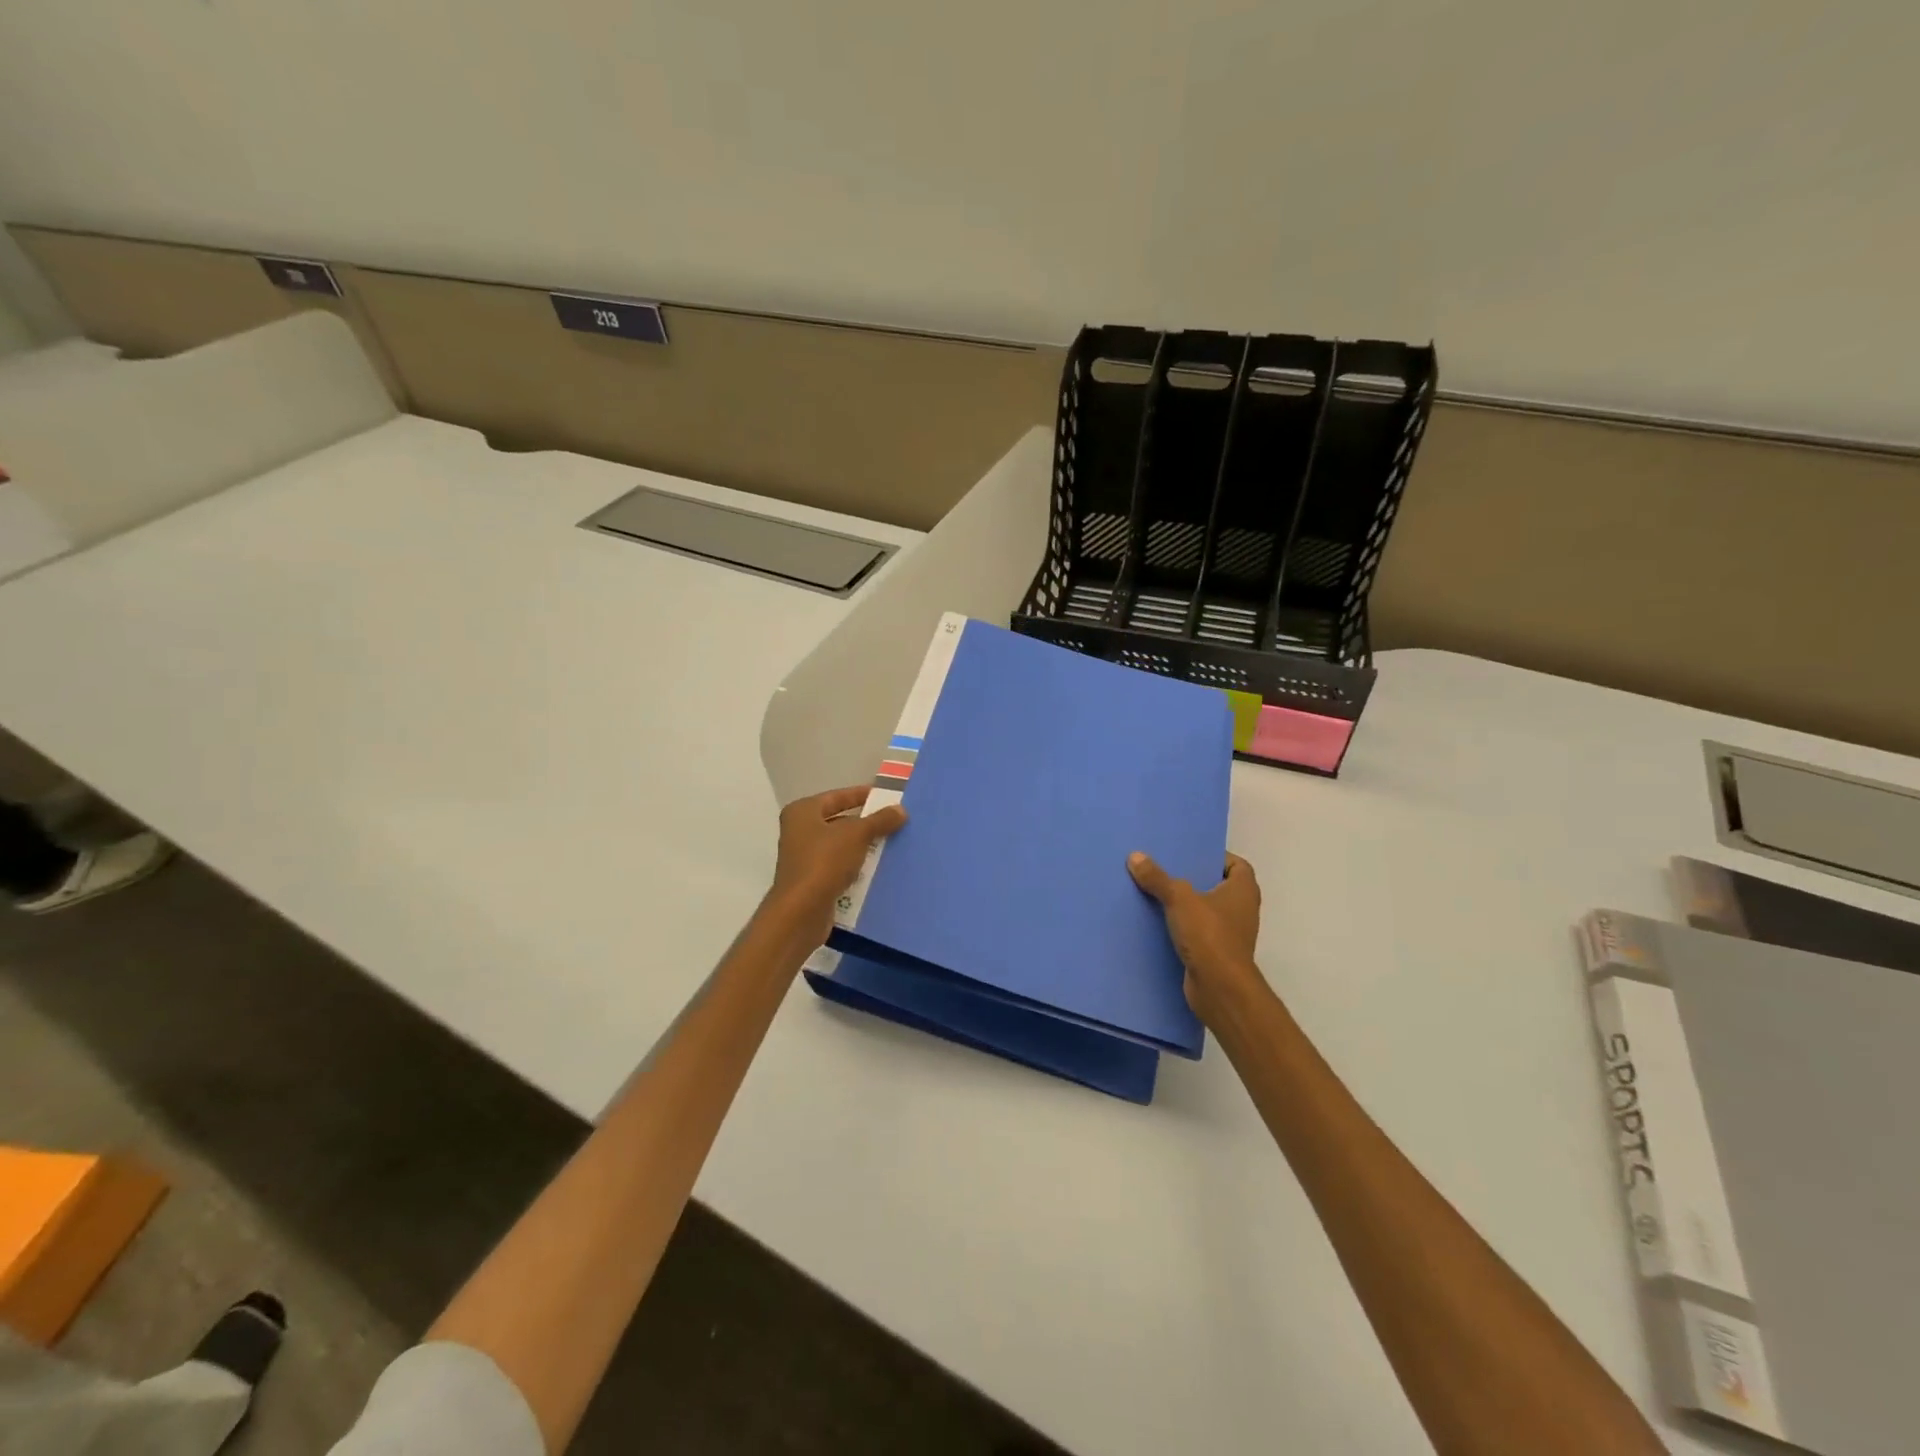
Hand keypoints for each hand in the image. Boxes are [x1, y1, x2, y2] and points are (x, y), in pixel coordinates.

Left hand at [765, 787, 907, 943]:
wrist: (801, 913)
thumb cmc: (824, 862)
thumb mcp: (856, 835)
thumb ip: (879, 820)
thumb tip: (901, 810)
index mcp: (803, 812)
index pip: (837, 796)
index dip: (862, 795)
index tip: (887, 797)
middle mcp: (799, 832)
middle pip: (839, 821)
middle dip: (866, 824)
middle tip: (895, 823)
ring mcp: (804, 859)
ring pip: (841, 847)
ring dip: (864, 847)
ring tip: (893, 845)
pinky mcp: (812, 882)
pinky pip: (840, 868)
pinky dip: (857, 868)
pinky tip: (879, 870)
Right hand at [1128, 850, 1265, 1021]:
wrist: (1219, 989)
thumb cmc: (1209, 935)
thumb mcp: (1179, 899)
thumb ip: (1158, 878)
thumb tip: (1135, 856)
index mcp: (1243, 890)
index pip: (1237, 865)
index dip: (1217, 857)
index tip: (1191, 855)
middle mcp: (1242, 910)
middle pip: (1219, 887)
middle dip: (1195, 880)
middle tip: (1167, 870)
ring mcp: (1231, 934)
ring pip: (1207, 911)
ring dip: (1187, 905)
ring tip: (1157, 893)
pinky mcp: (1217, 954)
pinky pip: (1198, 933)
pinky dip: (1183, 928)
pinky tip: (1158, 923)